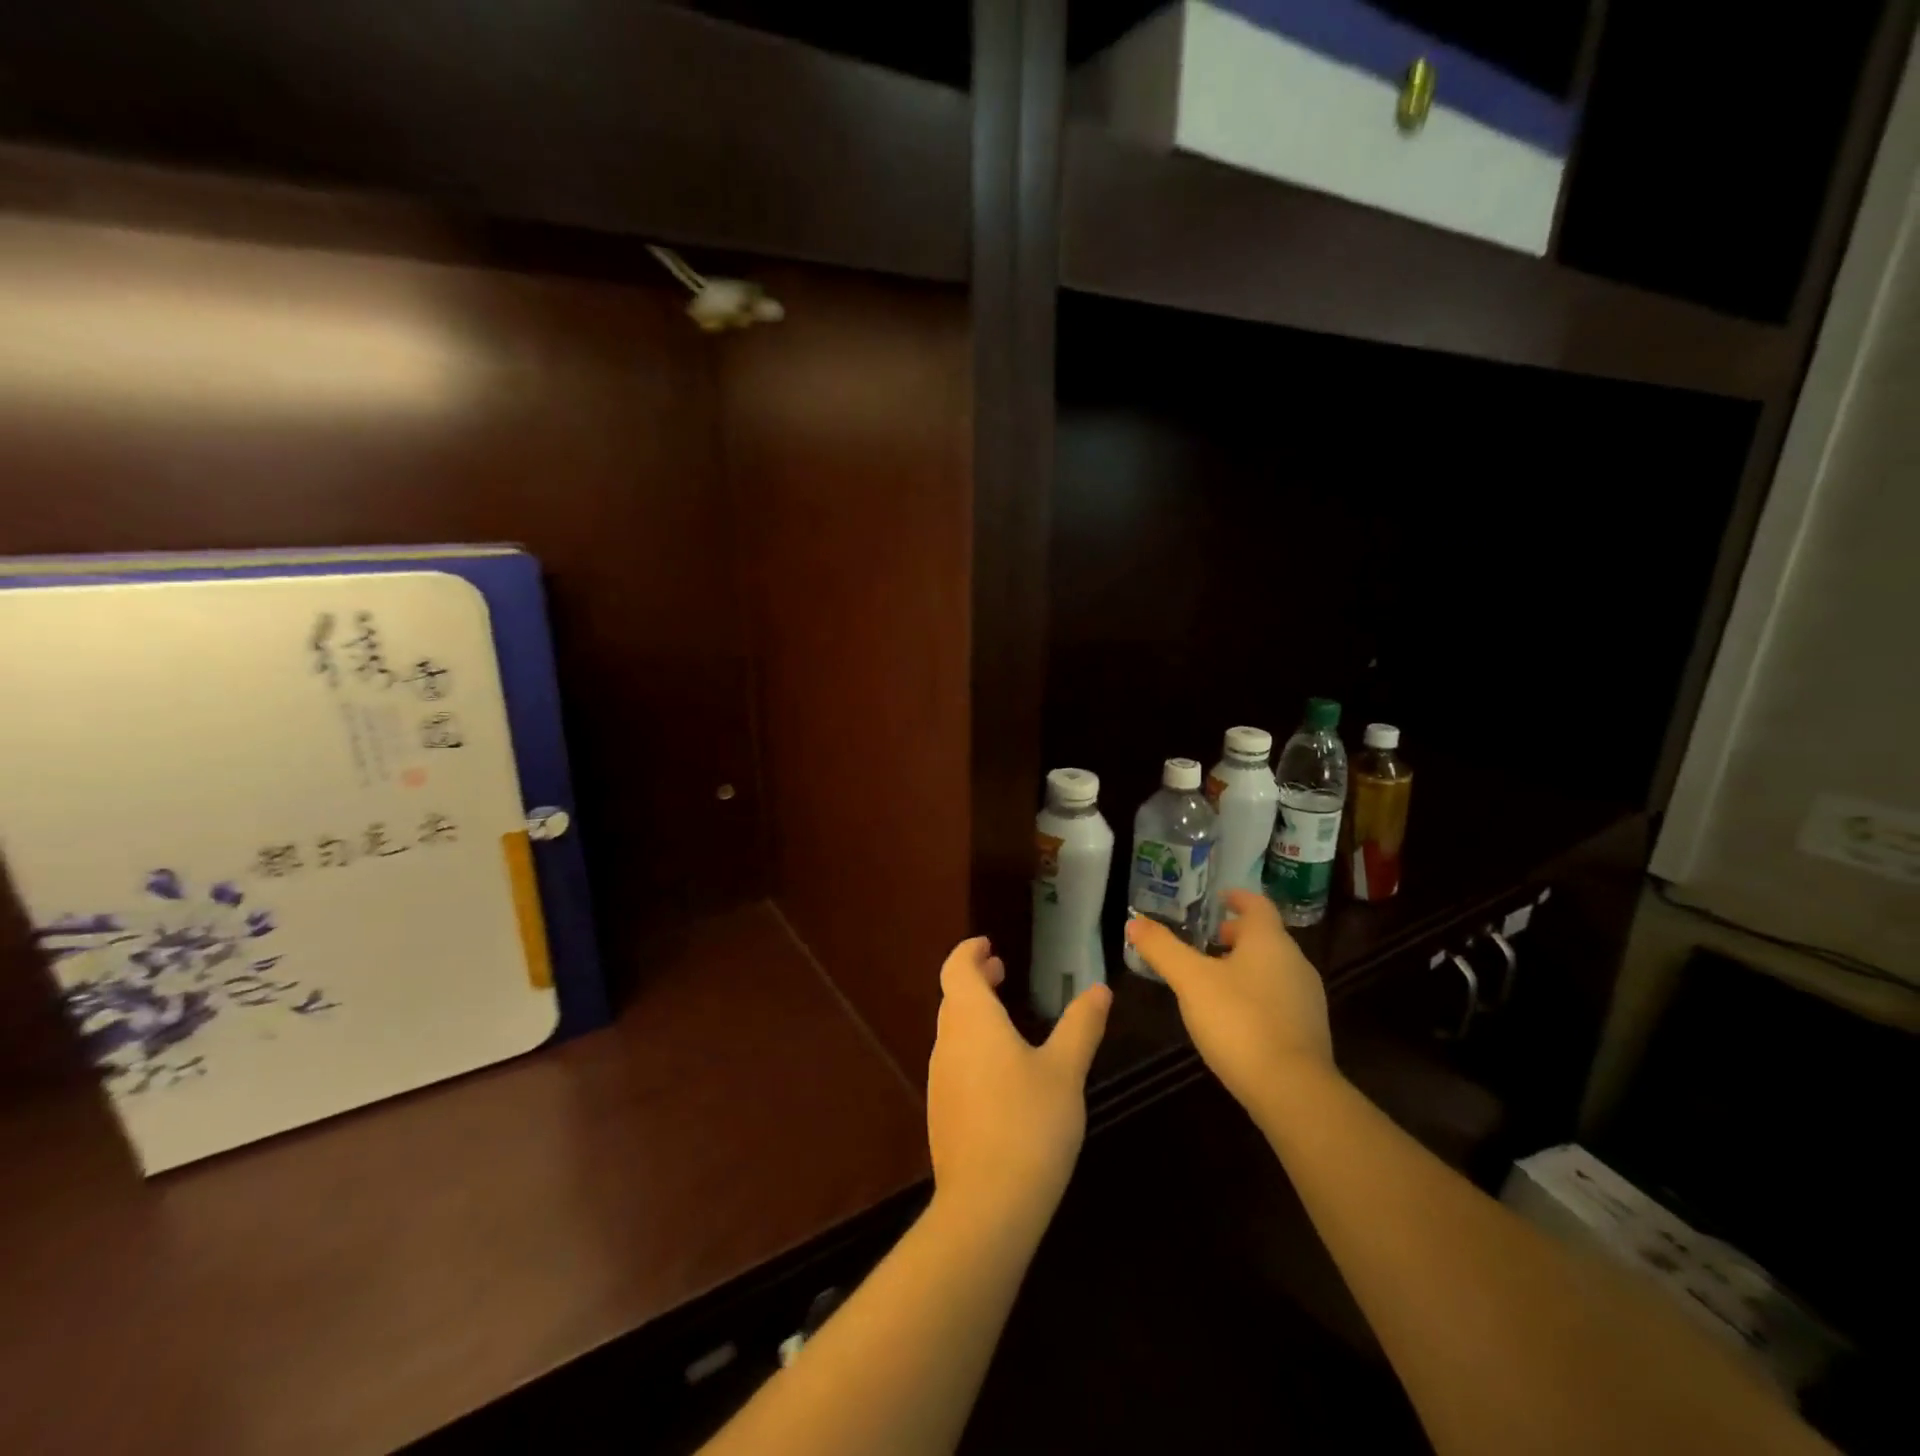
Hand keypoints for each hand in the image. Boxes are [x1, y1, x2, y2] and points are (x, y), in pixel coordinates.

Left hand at [926, 937, 1110, 1233]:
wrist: (987, 1206)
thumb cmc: (1029, 1124)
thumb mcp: (1065, 1071)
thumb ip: (1081, 1026)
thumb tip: (1099, 990)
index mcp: (972, 1021)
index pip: (956, 968)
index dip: (969, 951)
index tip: (988, 944)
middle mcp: (947, 1042)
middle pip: (953, 997)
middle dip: (974, 979)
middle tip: (1000, 970)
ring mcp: (939, 1079)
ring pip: (951, 1030)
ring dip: (973, 1012)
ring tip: (1004, 1016)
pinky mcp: (941, 1112)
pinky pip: (953, 1061)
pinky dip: (971, 1045)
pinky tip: (999, 1070)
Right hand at [1123, 889, 1332, 1117]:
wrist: (1293, 1091)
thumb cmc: (1239, 1021)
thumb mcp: (1190, 981)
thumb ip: (1162, 949)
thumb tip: (1134, 921)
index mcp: (1269, 941)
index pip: (1257, 905)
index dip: (1236, 898)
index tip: (1218, 898)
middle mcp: (1295, 962)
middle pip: (1265, 937)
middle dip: (1236, 935)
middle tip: (1206, 941)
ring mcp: (1307, 999)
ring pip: (1273, 968)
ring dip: (1245, 966)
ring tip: (1213, 979)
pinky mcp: (1309, 1031)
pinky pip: (1279, 998)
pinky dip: (1256, 994)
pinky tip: (1234, 1016)